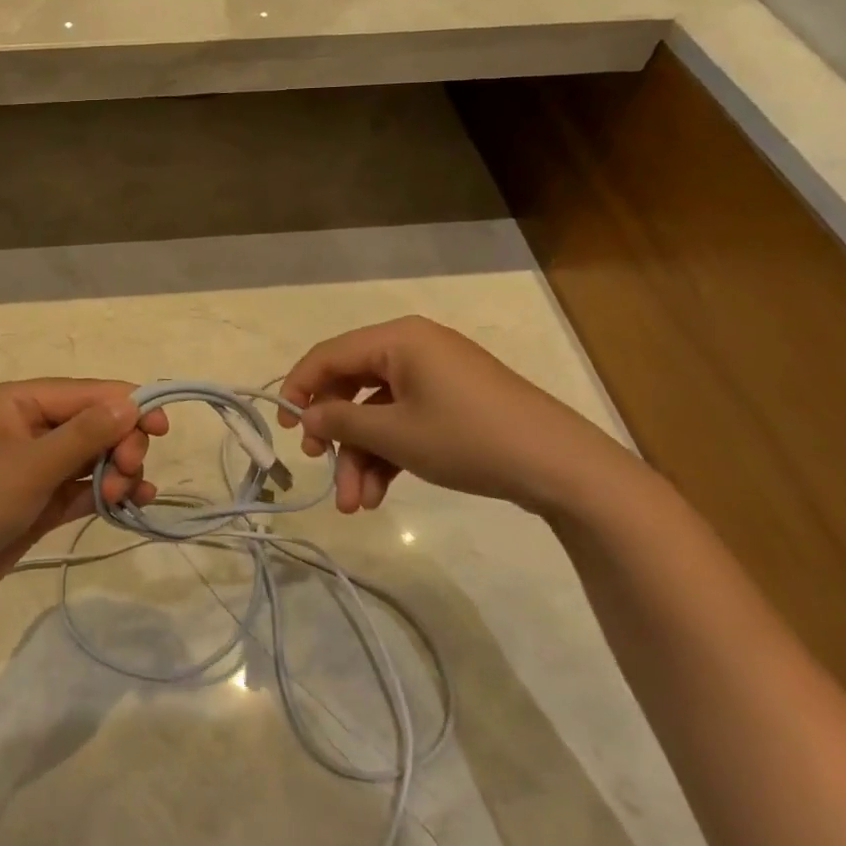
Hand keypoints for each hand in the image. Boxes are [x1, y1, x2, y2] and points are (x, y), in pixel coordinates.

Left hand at [0, 379, 169, 613]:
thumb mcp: (29, 466)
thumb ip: (84, 434)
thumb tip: (132, 400)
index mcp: (19, 401)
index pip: (87, 392)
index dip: (129, 405)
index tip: (164, 429)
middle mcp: (29, 426)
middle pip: (95, 422)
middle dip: (120, 444)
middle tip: (127, 474)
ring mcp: (34, 465)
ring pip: (92, 456)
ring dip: (117, 471)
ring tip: (124, 496)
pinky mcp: (38, 501)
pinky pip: (82, 487)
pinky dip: (106, 493)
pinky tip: (132, 504)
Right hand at [278, 316, 635, 515]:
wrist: (562, 468)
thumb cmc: (468, 438)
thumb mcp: (395, 434)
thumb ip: (340, 423)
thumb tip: (305, 417)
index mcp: (397, 339)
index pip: (329, 355)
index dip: (299, 389)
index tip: (282, 428)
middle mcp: (413, 349)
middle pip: (352, 387)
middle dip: (336, 436)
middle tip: (318, 467)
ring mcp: (436, 377)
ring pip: (378, 413)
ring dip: (362, 457)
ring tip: (356, 505)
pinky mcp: (453, 404)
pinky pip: (405, 421)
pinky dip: (389, 455)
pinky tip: (380, 496)